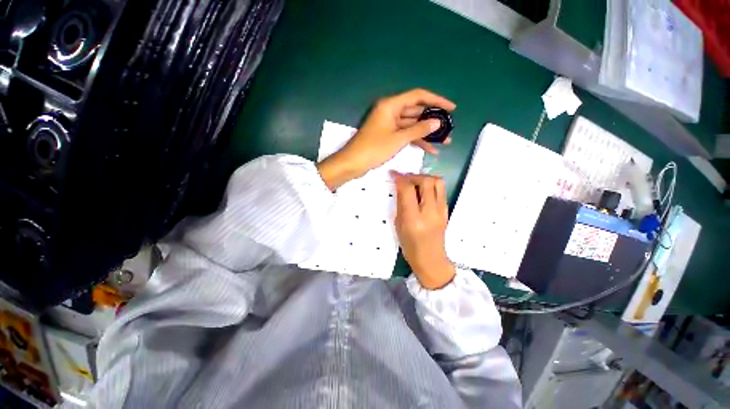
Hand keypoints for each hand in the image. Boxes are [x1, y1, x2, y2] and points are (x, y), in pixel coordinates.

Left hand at [317, 89, 454, 190]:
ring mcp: (389, 124)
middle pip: (416, 111)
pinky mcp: (388, 136)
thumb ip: (418, 130)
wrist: (353, 163)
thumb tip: (437, 123)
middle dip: (433, 121)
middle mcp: (391, 111)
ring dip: (427, 133)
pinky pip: (405, 135)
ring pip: (412, 125)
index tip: (451, 108)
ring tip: (445, 141)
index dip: (436, 100)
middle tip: (449, 129)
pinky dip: (416, 141)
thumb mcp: (398, 139)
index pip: (418, 96)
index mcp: (391, 105)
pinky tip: (430, 149)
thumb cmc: (374, 149)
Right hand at [394, 172, 454, 289]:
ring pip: (438, 182)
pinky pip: (441, 190)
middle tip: (405, 179)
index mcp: (413, 218)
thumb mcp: (399, 224)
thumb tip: (400, 186)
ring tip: (415, 183)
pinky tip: (423, 191)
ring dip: (425, 178)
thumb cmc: (410, 245)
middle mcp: (430, 211)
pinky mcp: (446, 210)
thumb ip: (401, 204)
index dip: (400, 178)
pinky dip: (431, 185)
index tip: (394, 174)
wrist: (431, 258)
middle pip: (426, 181)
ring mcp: (441, 210)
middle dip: (413, 176)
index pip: (408, 189)